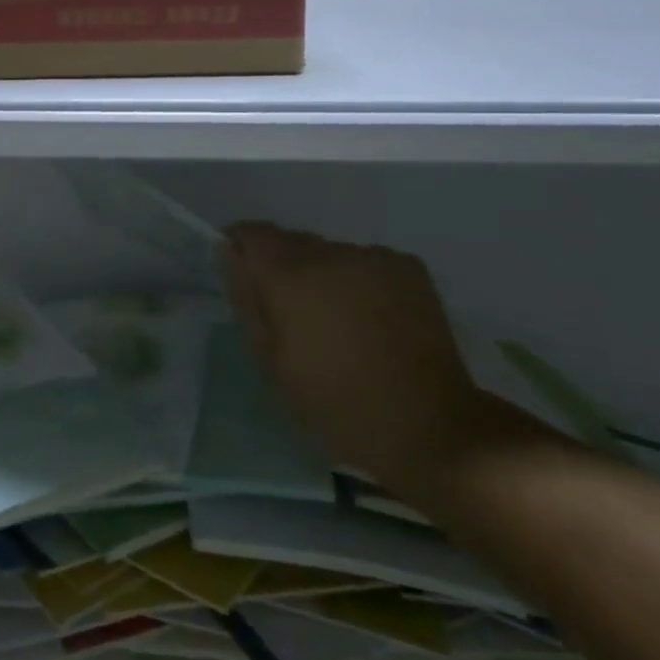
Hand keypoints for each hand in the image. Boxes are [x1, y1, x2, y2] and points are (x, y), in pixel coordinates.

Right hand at [220, 223, 483, 498]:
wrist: (428, 425)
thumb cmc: (335, 402)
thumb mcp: (271, 361)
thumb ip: (247, 299)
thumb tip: (231, 254)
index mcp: (290, 275)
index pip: (250, 233)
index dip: (241, 248)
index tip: (244, 277)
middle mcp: (330, 252)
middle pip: (291, 241)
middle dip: (283, 267)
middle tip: (293, 314)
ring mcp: (374, 256)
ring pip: (330, 253)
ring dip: (323, 274)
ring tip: (338, 320)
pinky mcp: (408, 266)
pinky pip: (366, 262)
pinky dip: (359, 281)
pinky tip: (372, 319)